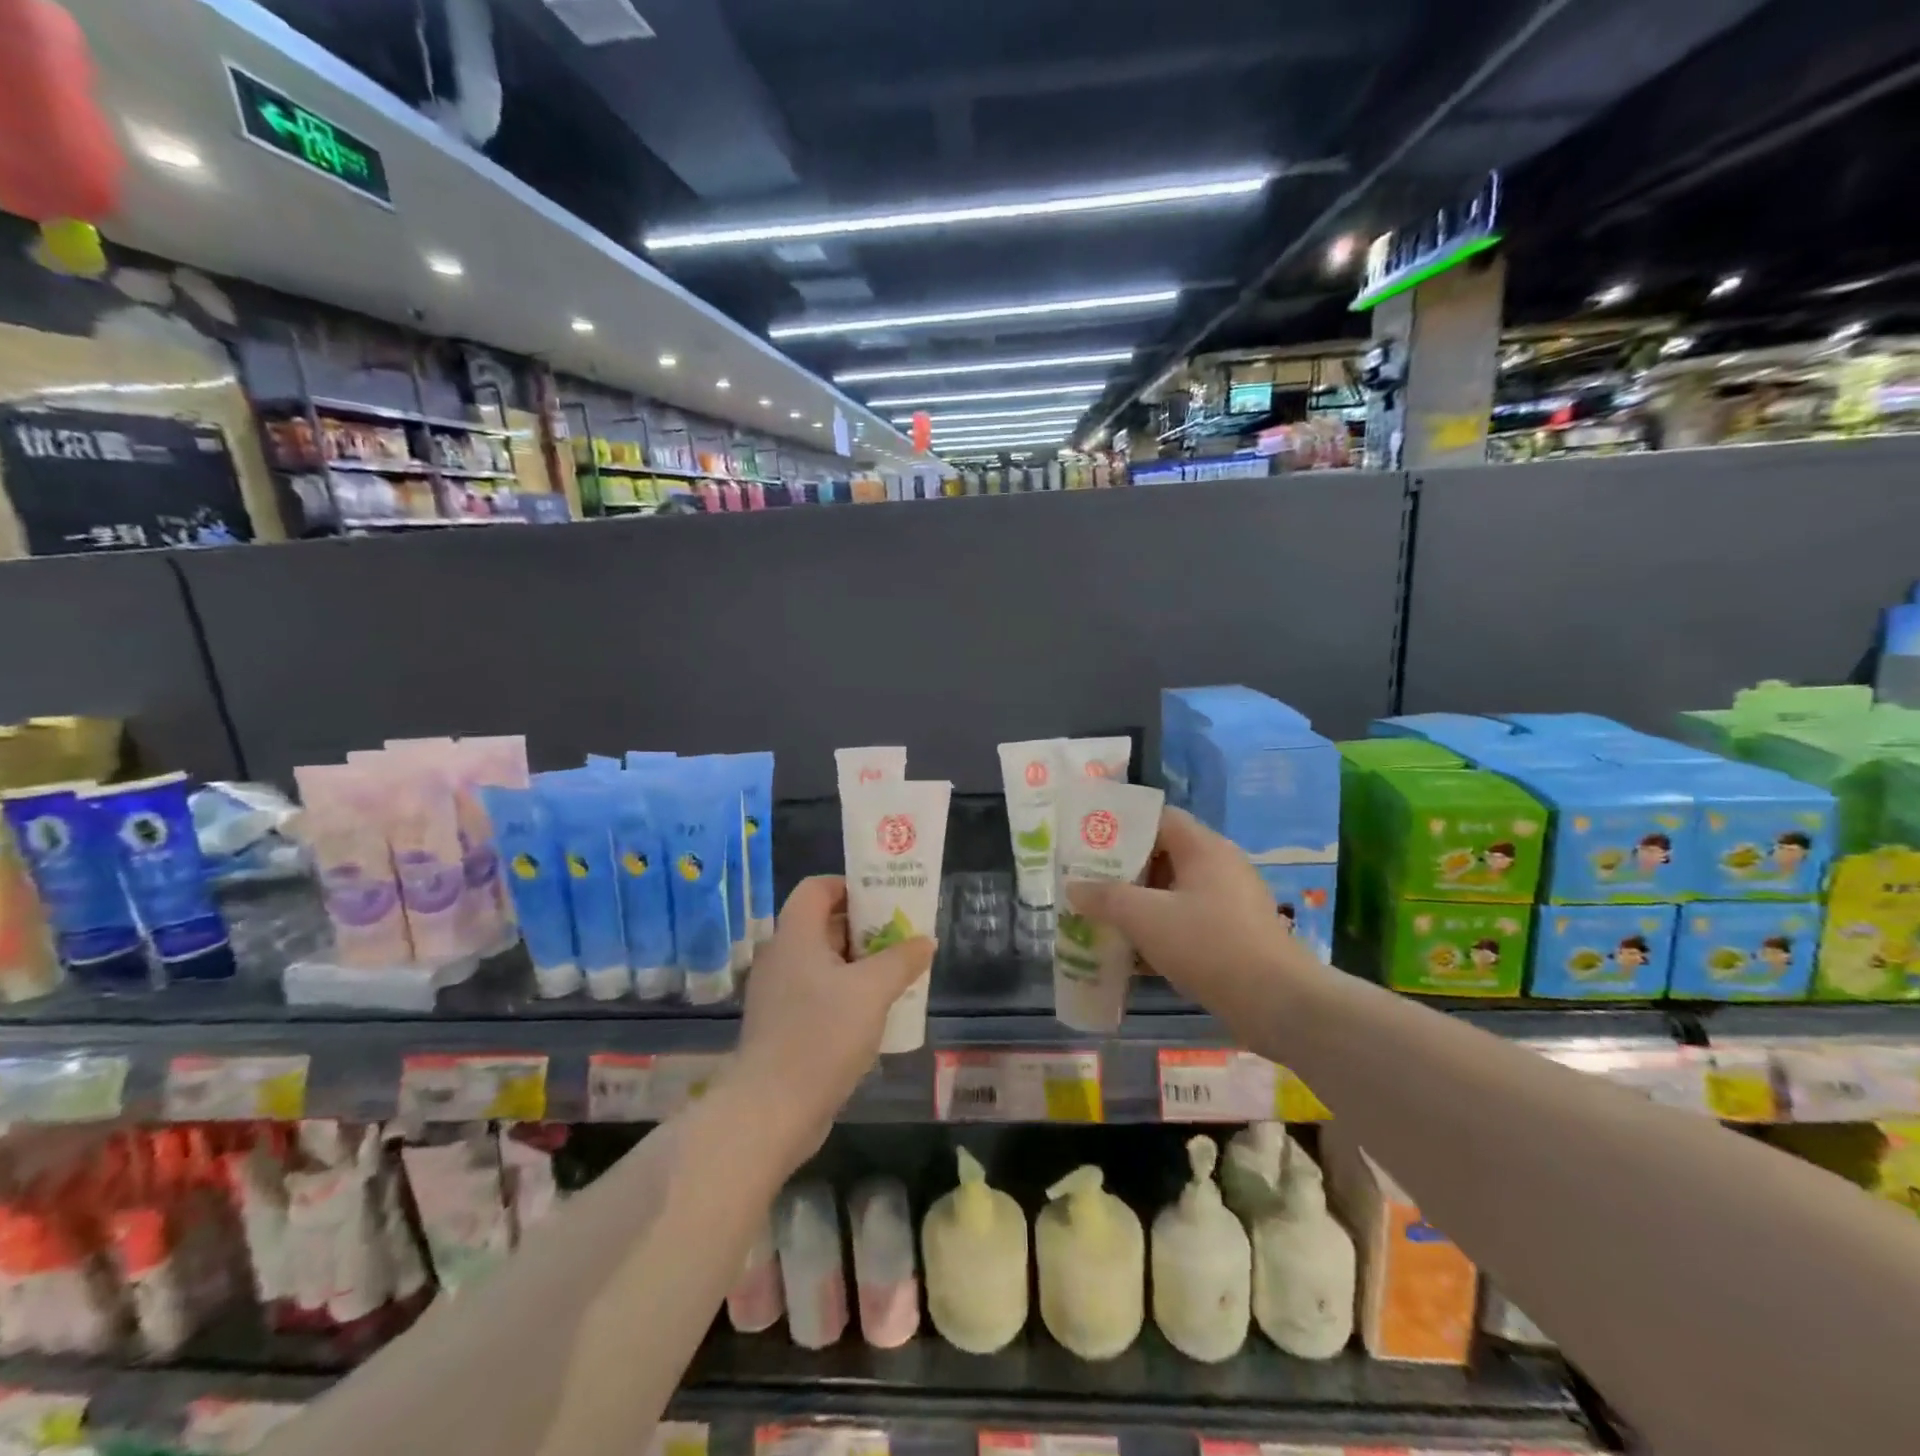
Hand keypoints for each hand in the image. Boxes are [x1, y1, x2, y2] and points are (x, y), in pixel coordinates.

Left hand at [731, 876, 934, 1155]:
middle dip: (865, 926)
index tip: (886, 900)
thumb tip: (925, 941)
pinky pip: (818, 991)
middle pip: (823, 923)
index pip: (817, 887)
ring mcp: (779, 992)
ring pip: (823, 961)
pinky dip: (845, 991)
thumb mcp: (873, 991)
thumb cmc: (822, 1035)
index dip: (851, 886)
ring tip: (897, 973)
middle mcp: (781, 956)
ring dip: (859, 962)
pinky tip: (874, 1011)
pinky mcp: (782, 1024)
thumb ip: (902, 960)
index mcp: (795, 935)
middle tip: (902, 936)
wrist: (772, 1110)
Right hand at [1065, 807, 1315, 1025]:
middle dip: (1124, 871)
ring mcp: (1230, 903)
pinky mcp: (1235, 936)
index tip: (1089, 842)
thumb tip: (1074, 887)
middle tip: (1088, 882)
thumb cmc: (1209, 945)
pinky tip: (1132, 955)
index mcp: (1204, 848)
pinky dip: (1160, 931)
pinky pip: (1188, 922)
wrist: (1278, 1004)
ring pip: (1174, 893)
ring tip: (1102, 917)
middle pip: (1163, 856)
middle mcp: (1220, 867)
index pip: (1159, 818)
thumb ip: (1106, 898)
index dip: (1122, 826)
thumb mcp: (1146, 918)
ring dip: (1140, 905)